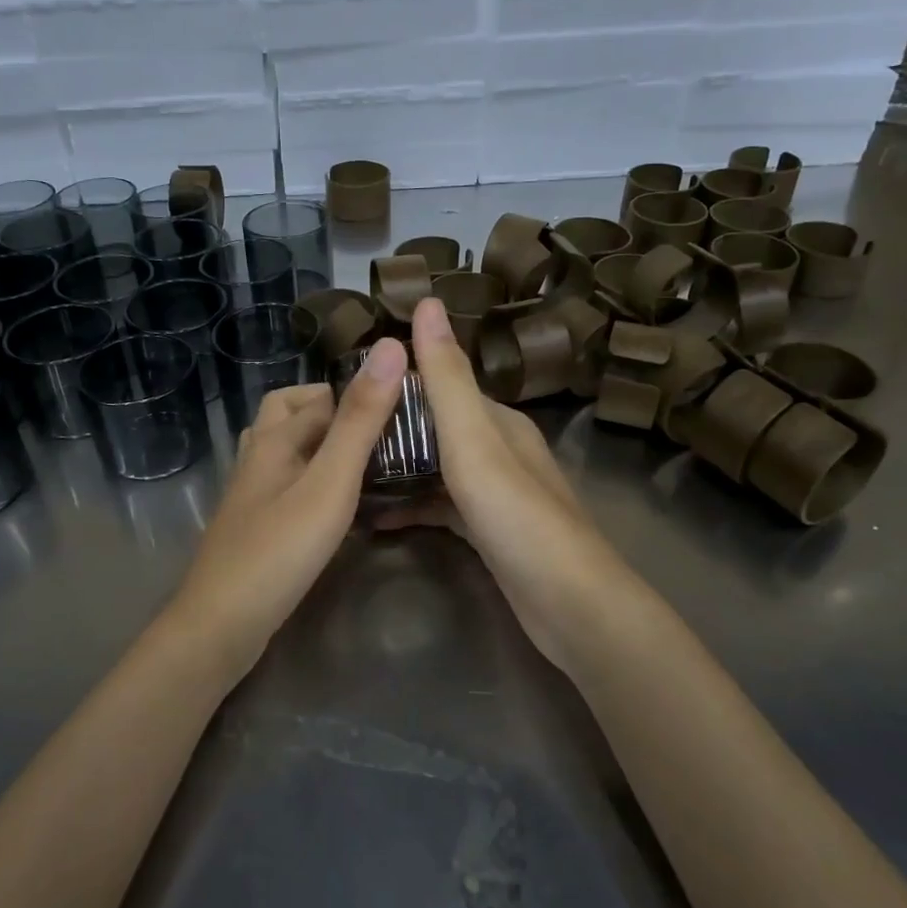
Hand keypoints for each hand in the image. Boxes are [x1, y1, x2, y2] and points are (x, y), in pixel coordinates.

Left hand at [167, 341, 407, 675]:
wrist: (221, 625)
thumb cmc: (279, 550)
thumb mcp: (329, 482)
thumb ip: (359, 420)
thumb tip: (388, 347)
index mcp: (274, 437)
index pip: (319, 394)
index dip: (358, 390)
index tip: (403, 402)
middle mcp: (257, 456)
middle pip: (288, 411)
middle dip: (330, 408)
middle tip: (377, 427)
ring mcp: (250, 492)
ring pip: (284, 447)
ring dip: (319, 440)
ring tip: (362, 457)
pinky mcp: (254, 523)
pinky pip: (285, 480)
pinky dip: (310, 474)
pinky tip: (334, 500)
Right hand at [374, 299, 632, 671]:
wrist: (570, 605)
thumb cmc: (517, 516)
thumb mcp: (474, 441)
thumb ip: (446, 377)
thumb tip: (427, 302)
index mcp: (498, 422)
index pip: (441, 385)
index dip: (397, 383)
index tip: (348, 388)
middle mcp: (500, 450)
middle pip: (436, 427)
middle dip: (391, 427)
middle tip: (336, 435)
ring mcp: (497, 494)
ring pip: (437, 467)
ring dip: (399, 467)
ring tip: (347, 471)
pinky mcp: (490, 532)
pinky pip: (442, 506)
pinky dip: (413, 506)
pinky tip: (378, 517)